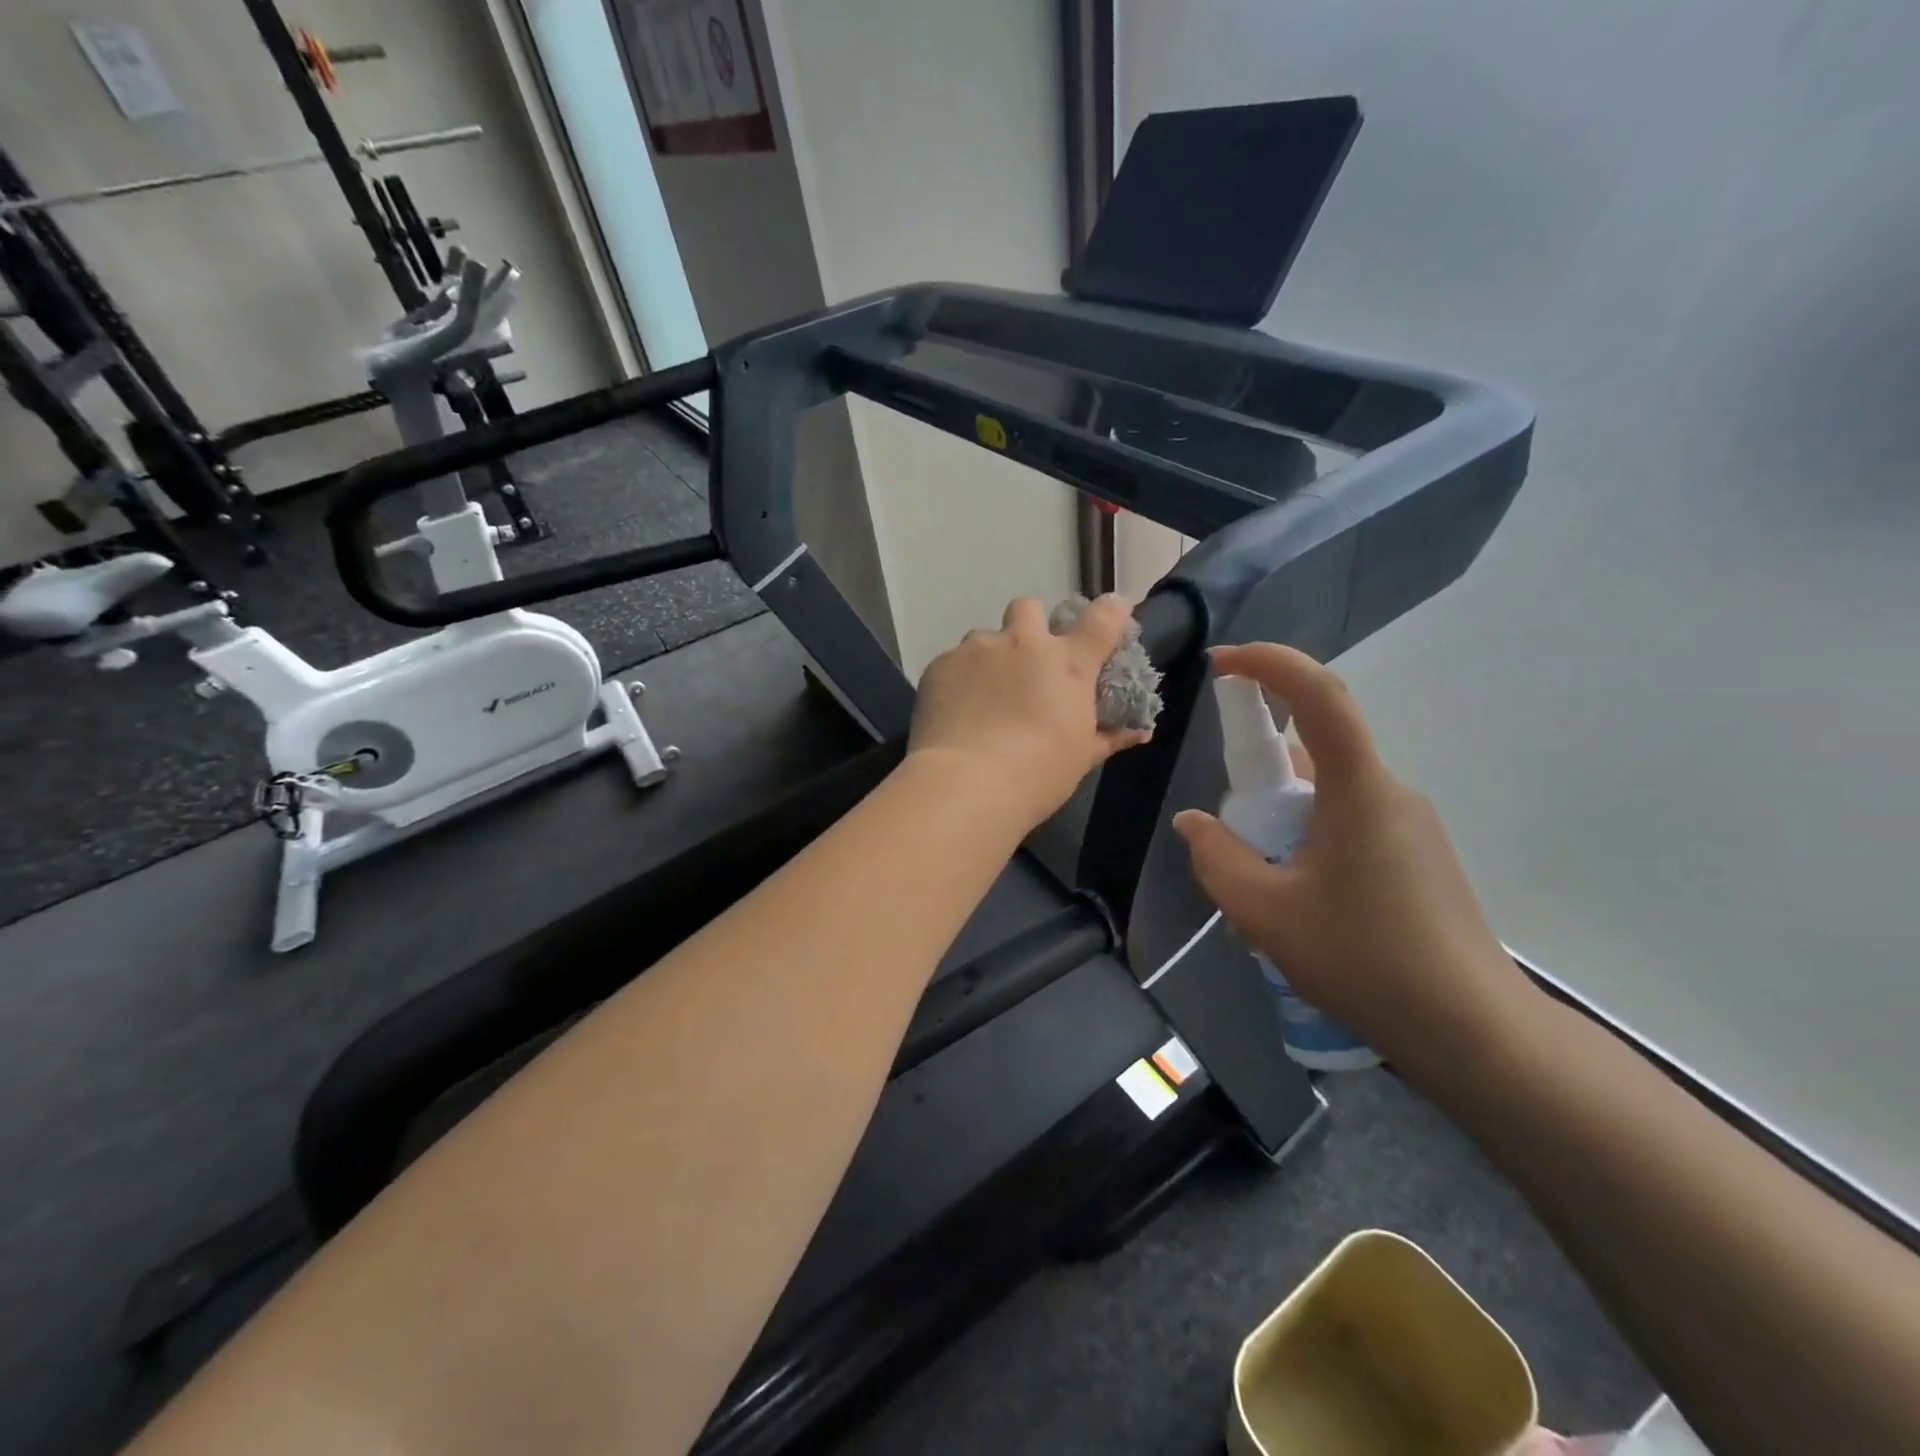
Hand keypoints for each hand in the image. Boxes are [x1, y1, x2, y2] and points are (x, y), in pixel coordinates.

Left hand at [910, 595, 1151, 828]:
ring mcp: (978, 650)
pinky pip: (954, 662)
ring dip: (990, 658)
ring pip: (986, 637)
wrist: (967, 784)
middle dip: (1030, 625)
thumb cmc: (1038, 774)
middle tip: (1027, 660)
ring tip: (984, 696)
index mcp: (1068, 663)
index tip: (1113, 614)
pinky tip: (956, 712)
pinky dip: (959, 681)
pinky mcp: (941, 665)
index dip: (1112, 610)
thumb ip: (1109, 736)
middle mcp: (1023, 643)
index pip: (1103, 617)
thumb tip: (1139, 732)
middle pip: (1029, 607)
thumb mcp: (1081, 758)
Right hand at [1171, 643, 1540, 1082]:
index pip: (1318, 694)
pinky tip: (1301, 904)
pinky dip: (1309, 841)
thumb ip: (1216, 858)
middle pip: (1315, 751)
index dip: (1268, 663)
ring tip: (1264, 891)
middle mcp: (1389, 791)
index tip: (1220, 665)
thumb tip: (1193, 823)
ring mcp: (1410, 824)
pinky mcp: (1418, 856)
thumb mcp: (1264, 912)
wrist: (1473, 1033)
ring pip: (1328, 795)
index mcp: (1358, 789)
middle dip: (1261, 777)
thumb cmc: (1363, 960)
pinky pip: (1348, 824)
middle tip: (1232, 837)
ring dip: (1284, 820)